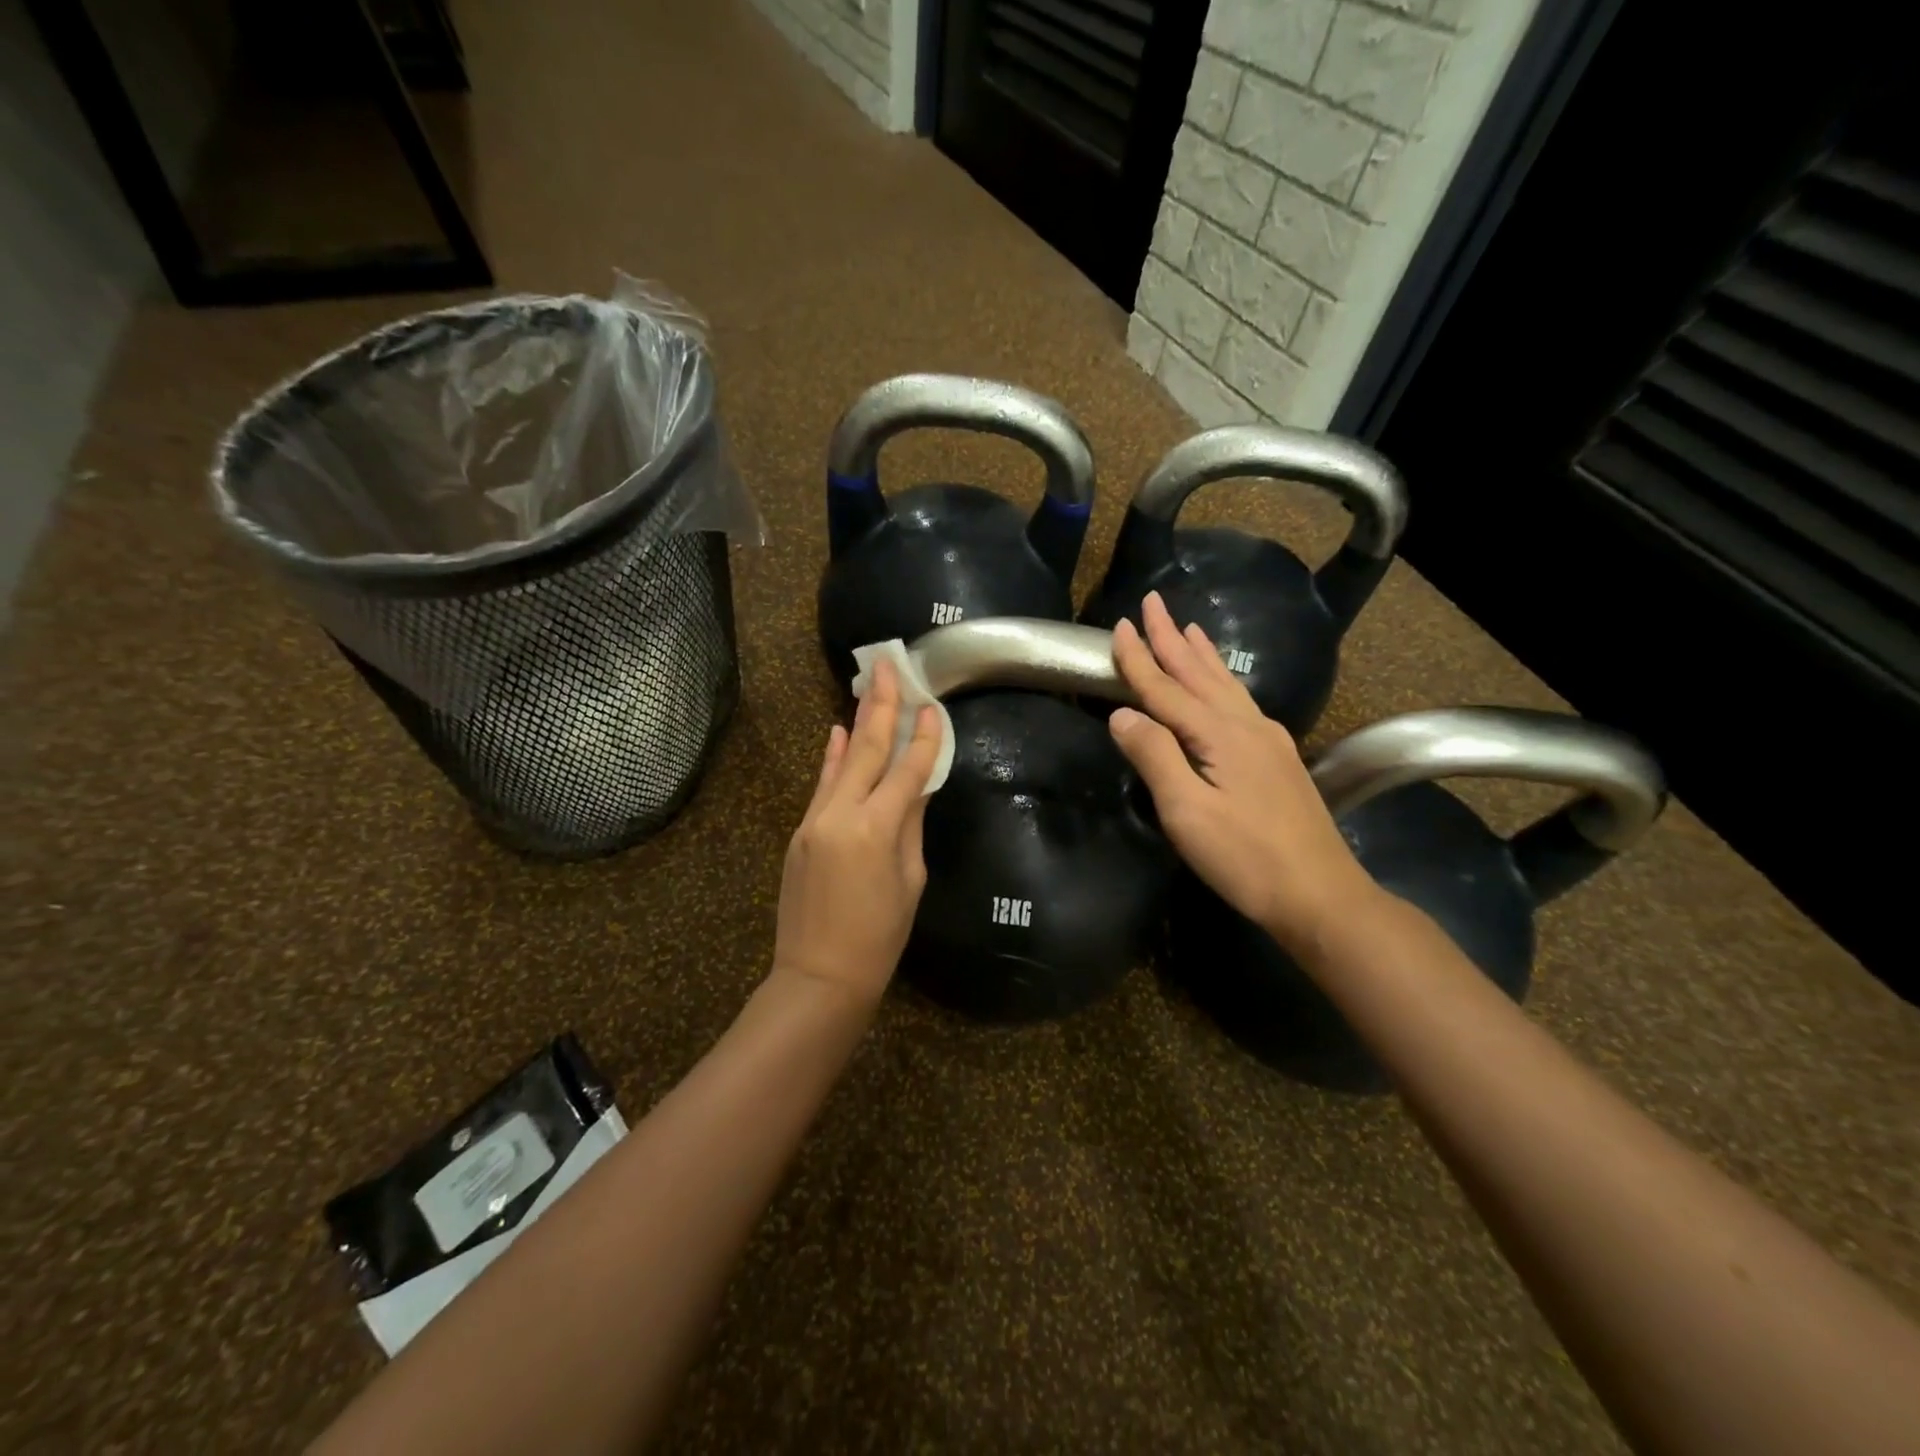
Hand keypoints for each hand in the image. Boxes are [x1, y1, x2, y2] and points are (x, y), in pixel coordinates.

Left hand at [773, 659, 942, 1004]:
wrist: (818, 976)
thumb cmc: (879, 937)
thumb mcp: (910, 880)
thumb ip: (910, 825)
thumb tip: (915, 787)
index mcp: (877, 828)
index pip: (908, 770)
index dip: (924, 738)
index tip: (934, 707)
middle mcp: (842, 813)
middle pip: (866, 749)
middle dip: (881, 705)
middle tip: (888, 664)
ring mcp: (815, 819)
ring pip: (840, 760)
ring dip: (856, 722)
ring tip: (867, 685)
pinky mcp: (800, 830)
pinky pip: (821, 785)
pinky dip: (830, 757)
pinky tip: (834, 731)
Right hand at [1107, 592, 1378, 953]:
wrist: (1319, 893)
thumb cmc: (1245, 857)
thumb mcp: (1186, 812)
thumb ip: (1154, 756)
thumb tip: (1121, 714)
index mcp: (1218, 734)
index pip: (1166, 689)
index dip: (1140, 659)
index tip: (1119, 626)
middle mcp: (1245, 725)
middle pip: (1199, 673)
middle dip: (1172, 638)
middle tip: (1153, 602)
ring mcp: (1267, 740)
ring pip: (1225, 684)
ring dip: (1201, 654)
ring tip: (1189, 626)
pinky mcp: (1277, 758)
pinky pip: (1240, 701)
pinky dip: (1223, 679)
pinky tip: (1224, 683)